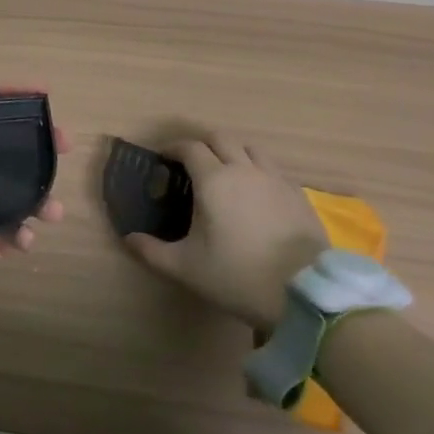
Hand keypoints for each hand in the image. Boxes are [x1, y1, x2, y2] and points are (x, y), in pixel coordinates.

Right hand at [121, 134, 325, 330]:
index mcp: (213, 179)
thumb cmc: (238, 276)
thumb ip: (151, 251)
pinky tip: (256, 193)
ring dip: (233, 152)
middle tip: (190, 164)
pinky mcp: (298, 195)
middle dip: (202, 144)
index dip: (173, 149)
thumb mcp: (186, 268)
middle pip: (220, 139)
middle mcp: (244, 169)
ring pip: (250, 149)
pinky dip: (258, 170)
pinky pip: (273, 169)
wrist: (305, 295)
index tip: (163, 160)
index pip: (189, 147)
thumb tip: (128, 238)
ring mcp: (275, 180)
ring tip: (225, 173)